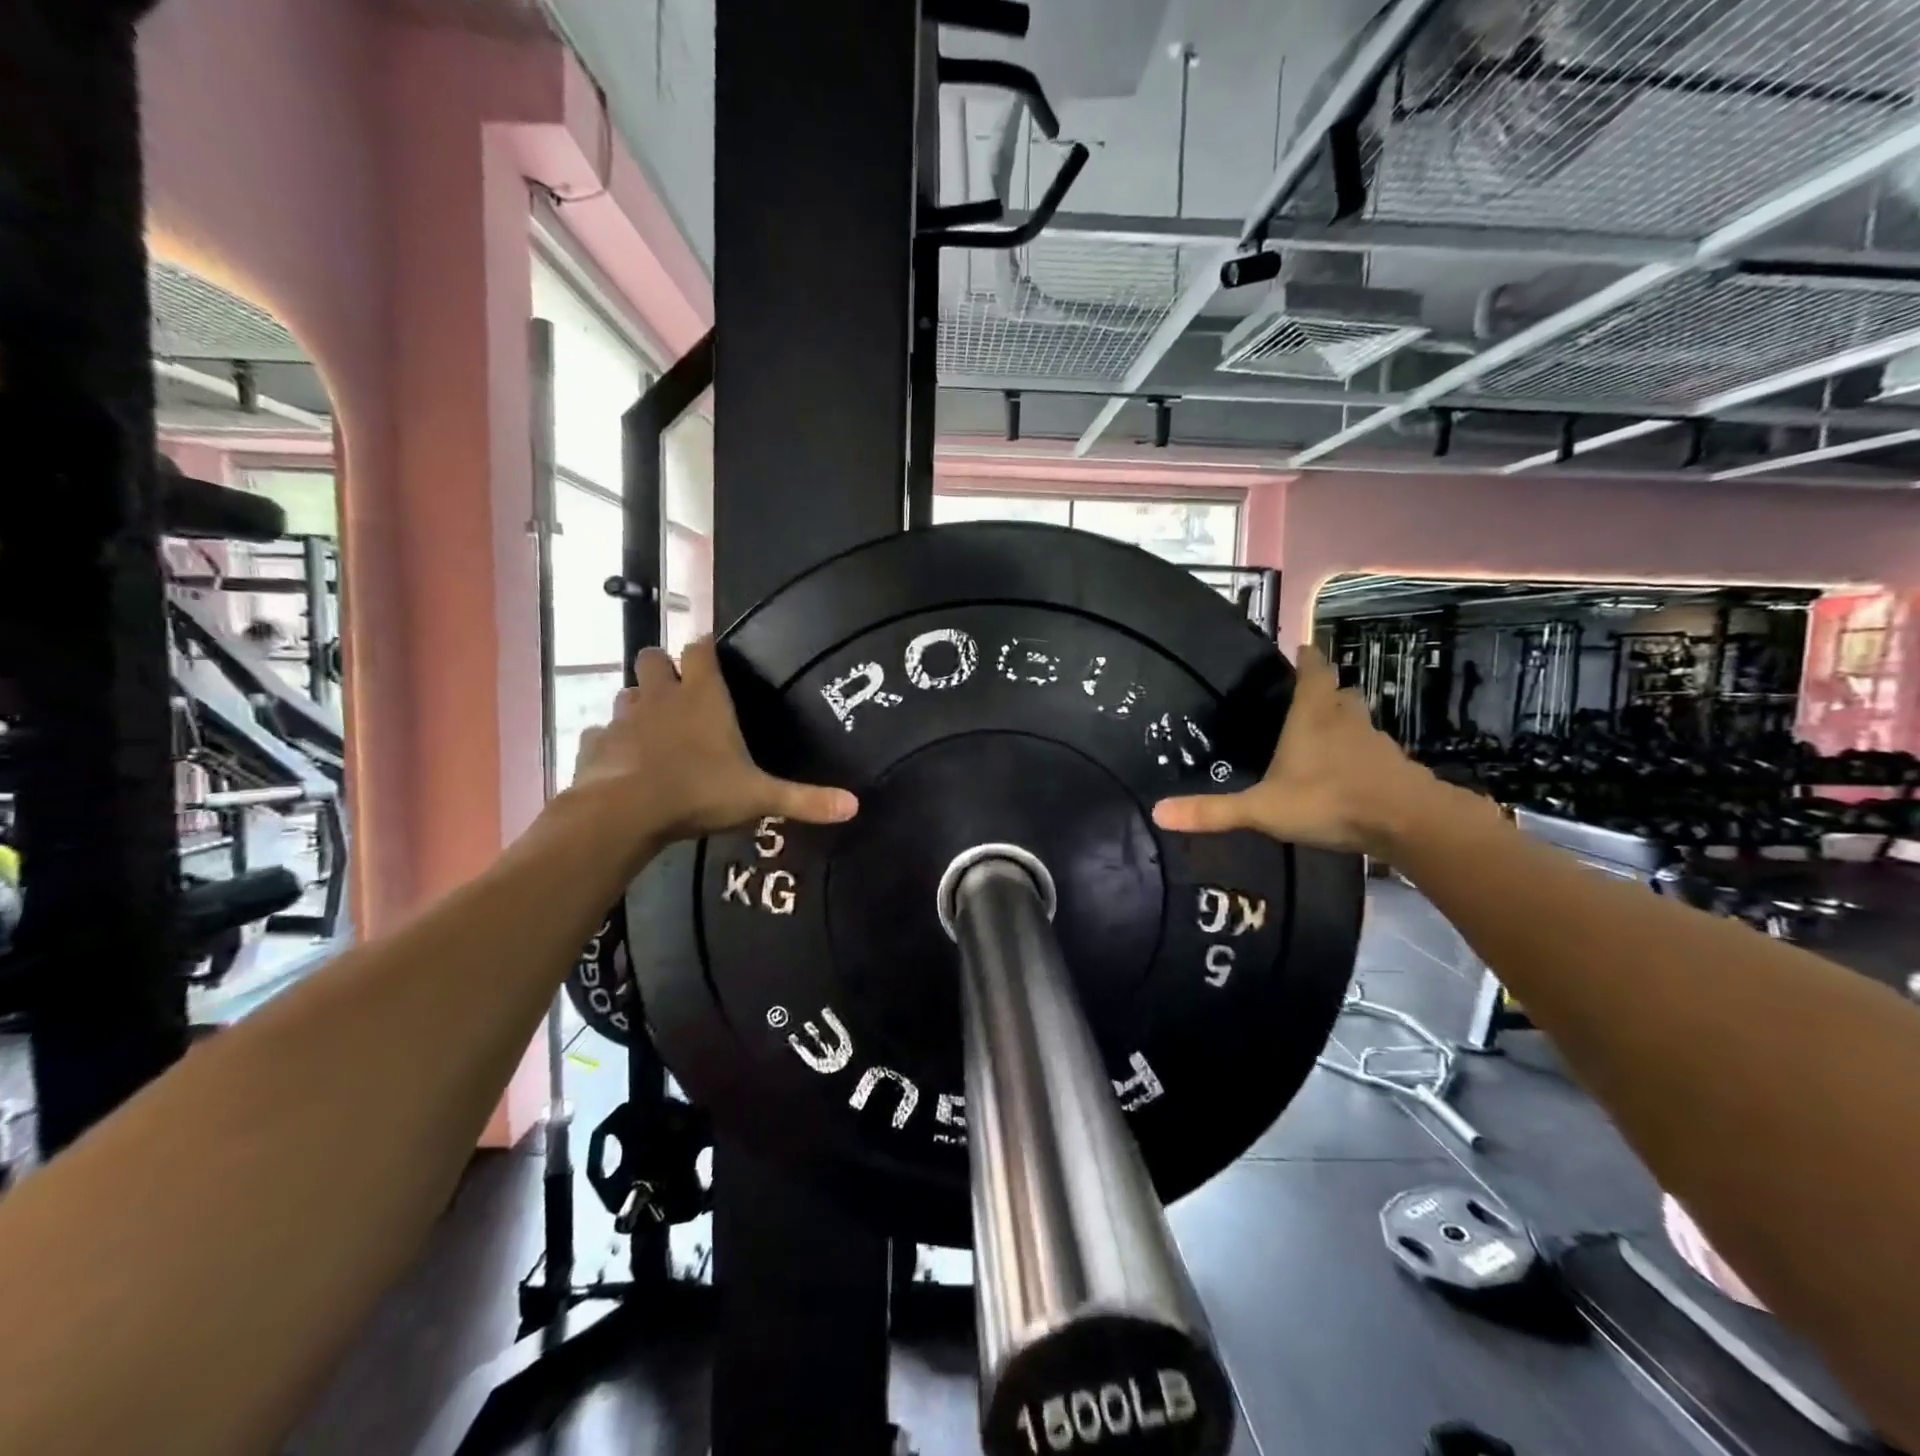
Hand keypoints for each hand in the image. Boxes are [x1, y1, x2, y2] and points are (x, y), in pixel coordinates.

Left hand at [570, 639, 857, 850]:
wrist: (624, 813)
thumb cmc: (698, 792)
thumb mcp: (759, 797)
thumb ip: (804, 799)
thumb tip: (855, 806)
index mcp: (702, 696)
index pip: (701, 650)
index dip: (705, 649)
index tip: (711, 655)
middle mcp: (661, 696)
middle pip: (652, 657)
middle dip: (663, 668)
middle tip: (678, 693)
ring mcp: (624, 717)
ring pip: (626, 693)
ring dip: (638, 704)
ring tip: (652, 729)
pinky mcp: (595, 743)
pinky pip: (601, 732)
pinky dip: (611, 741)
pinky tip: (622, 761)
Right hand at [1153, 645, 1462, 856]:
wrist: (1407, 822)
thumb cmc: (1329, 801)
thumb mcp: (1262, 810)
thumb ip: (1213, 811)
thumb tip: (1158, 813)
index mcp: (1312, 716)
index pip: (1313, 672)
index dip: (1307, 659)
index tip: (1301, 649)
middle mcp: (1345, 721)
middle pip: (1340, 693)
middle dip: (1326, 689)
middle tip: (1307, 696)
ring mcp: (1374, 743)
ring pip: (1359, 721)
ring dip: (1344, 721)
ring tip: (1326, 733)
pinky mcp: (1394, 767)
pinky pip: (1373, 751)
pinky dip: (1361, 753)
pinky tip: (1349, 772)